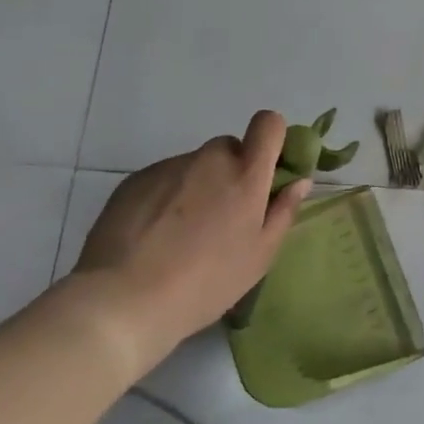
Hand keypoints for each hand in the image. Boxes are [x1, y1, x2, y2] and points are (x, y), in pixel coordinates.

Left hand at [72, 111, 311, 369]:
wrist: (124, 299)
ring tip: (183, 234)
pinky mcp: (134, 180)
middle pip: (230, 147)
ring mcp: (168, 167)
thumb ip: (283, 211)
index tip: (269, 171)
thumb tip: (299, 181)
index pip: (268, 124)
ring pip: (196, 165)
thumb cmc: (206, 281)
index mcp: (245, 174)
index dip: (272, 140)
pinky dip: (168, 197)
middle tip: (225, 216)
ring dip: (199, 186)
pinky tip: (156, 236)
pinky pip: (165, 178)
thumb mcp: (260, 256)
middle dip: (234, 171)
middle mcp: (208, 160)